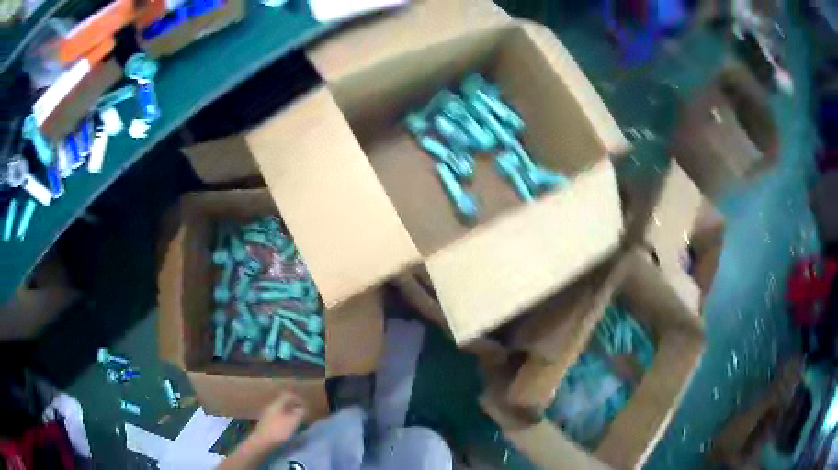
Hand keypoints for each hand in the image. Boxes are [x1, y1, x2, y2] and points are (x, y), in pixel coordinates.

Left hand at [251, 391, 305, 445]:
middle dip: (293, 407)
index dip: (297, 399)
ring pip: (280, 410)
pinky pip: (277, 417)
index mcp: (277, 404)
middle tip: (301, 414)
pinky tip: (287, 428)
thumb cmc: (278, 431)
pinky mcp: (265, 424)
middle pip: (283, 402)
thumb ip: (299, 413)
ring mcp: (267, 415)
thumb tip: (302, 408)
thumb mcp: (293, 421)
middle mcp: (270, 407)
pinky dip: (284, 420)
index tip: (305, 406)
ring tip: (296, 422)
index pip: (287, 395)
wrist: (261, 442)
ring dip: (289, 414)